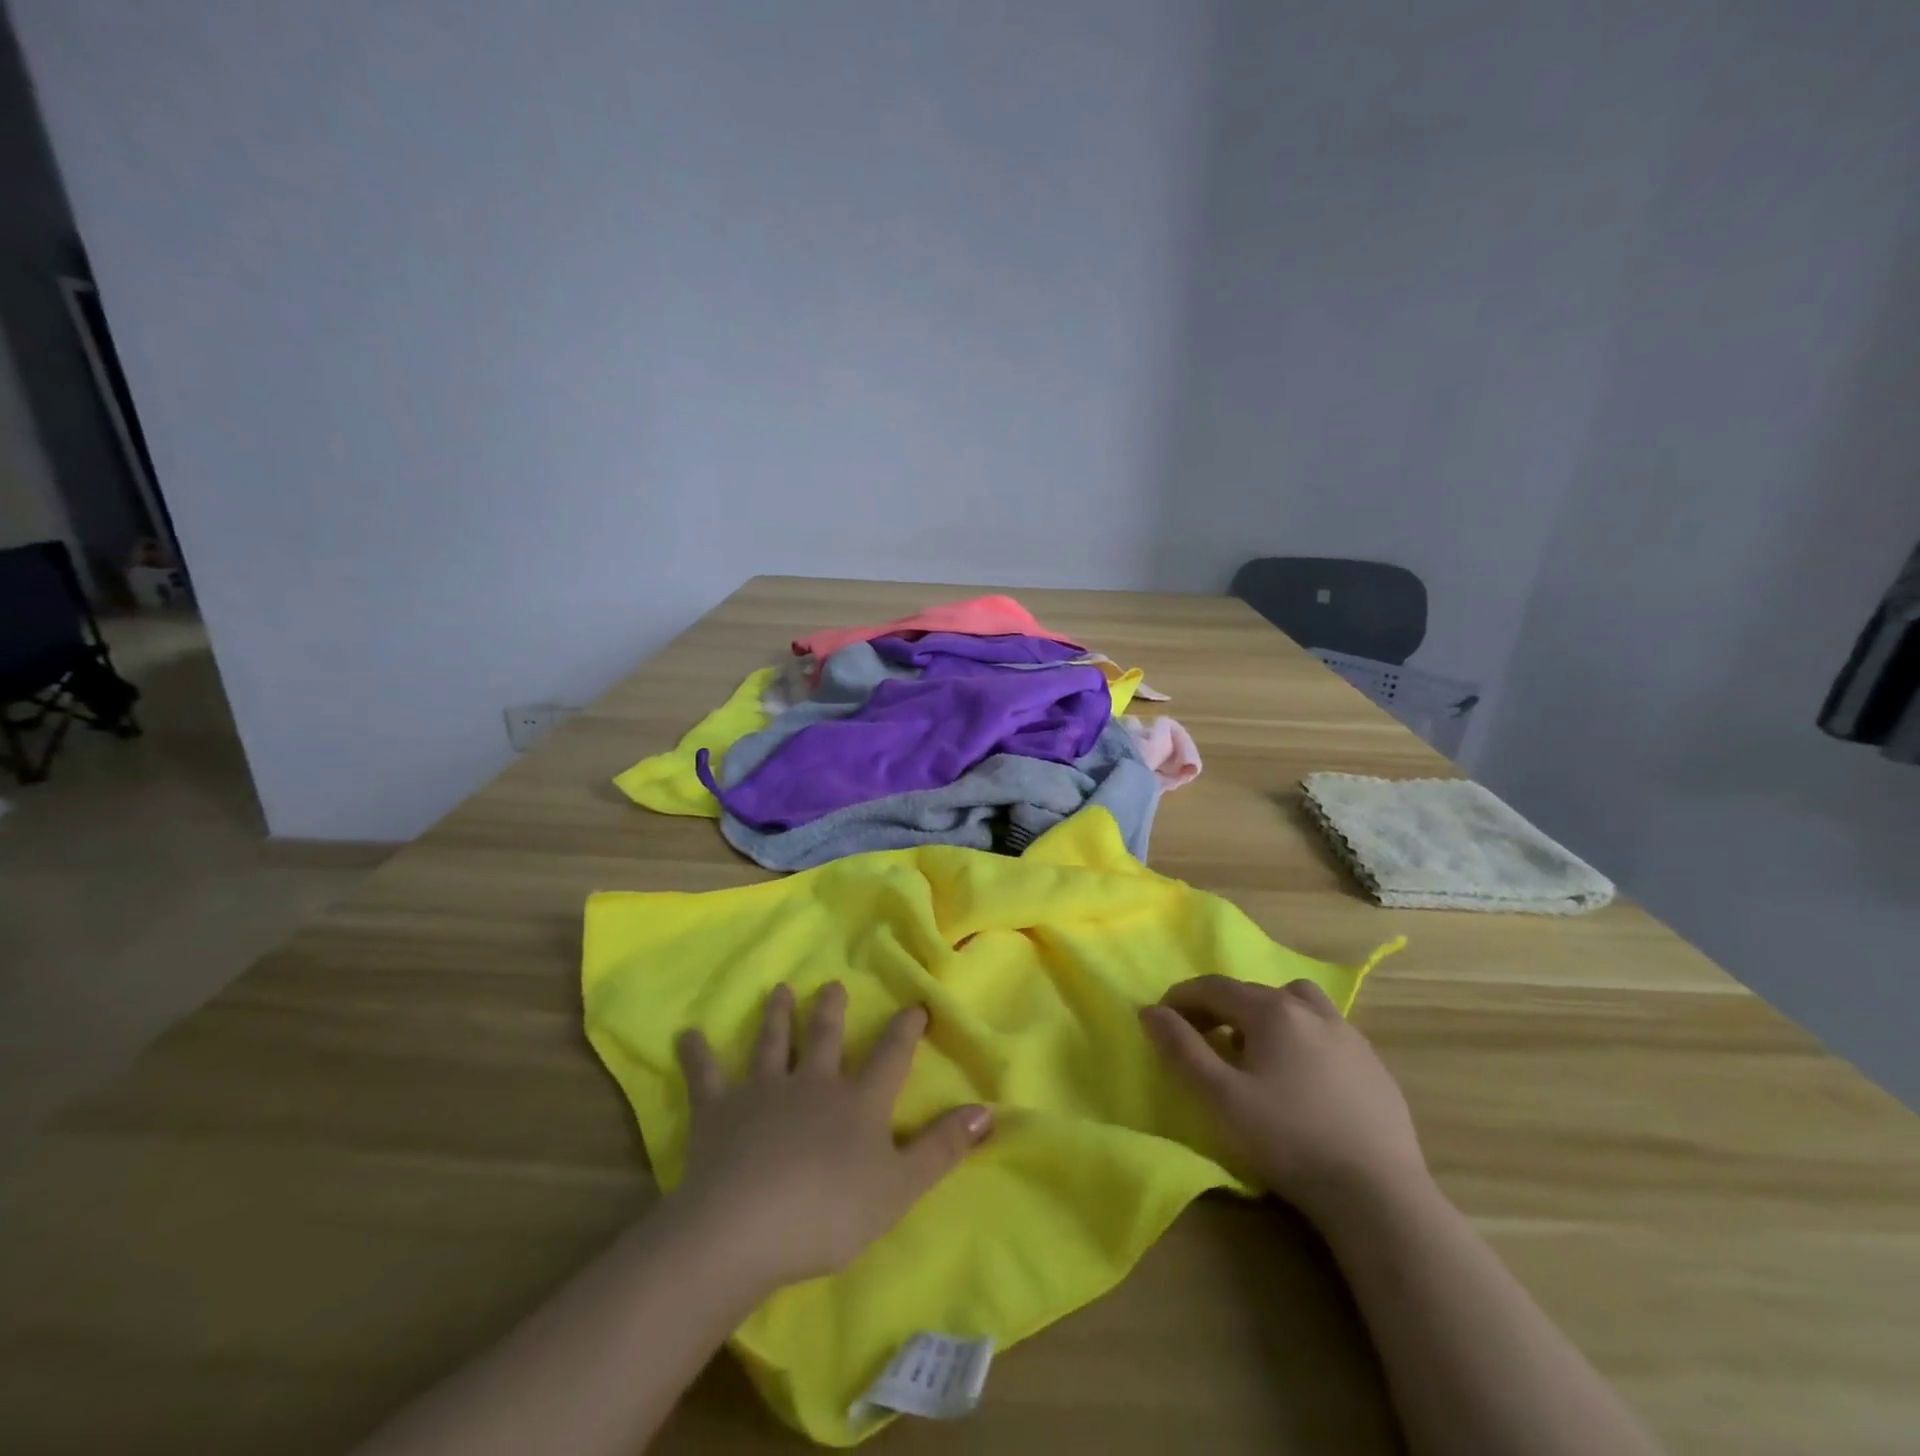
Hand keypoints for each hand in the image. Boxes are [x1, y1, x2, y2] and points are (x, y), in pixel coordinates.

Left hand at [668, 983, 991, 1289]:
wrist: (745, 1227)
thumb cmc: (829, 1212)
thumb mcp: (899, 1188)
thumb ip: (942, 1148)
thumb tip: (988, 1110)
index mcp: (857, 1101)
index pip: (889, 1057)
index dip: (904, 1031)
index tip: (914, 1004)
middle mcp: (811, 1083)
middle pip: (822, 1037)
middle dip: (830, 1010)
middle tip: (830, 984)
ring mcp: (762, 1091)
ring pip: (771, 1043)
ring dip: (775, 1017)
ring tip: (778, 990)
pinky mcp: (718, 1111)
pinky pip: (705, 1076)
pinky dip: (696, 1055)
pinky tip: (686, 1035)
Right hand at [1141, 976, 1427, 1221]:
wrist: (1378, 1195)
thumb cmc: (1288, 1140)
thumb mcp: (1220, 1098)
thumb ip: (1181, 1049)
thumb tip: (1150, 1011)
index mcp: (1272, 1011)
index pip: (1214, 987)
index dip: (1181, 997)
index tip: (1160, 1018)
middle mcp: (1311, 1011)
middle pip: (1253, 992)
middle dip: (1219, 1007)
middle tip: (1200, 1037)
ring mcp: (1349, 1036)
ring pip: (1297, 1003)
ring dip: (1268, 1013)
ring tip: (1257, 1048)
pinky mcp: (1374, 1066)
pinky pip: (1327, 1032)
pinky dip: (1302, 1037)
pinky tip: (1302, 1075)